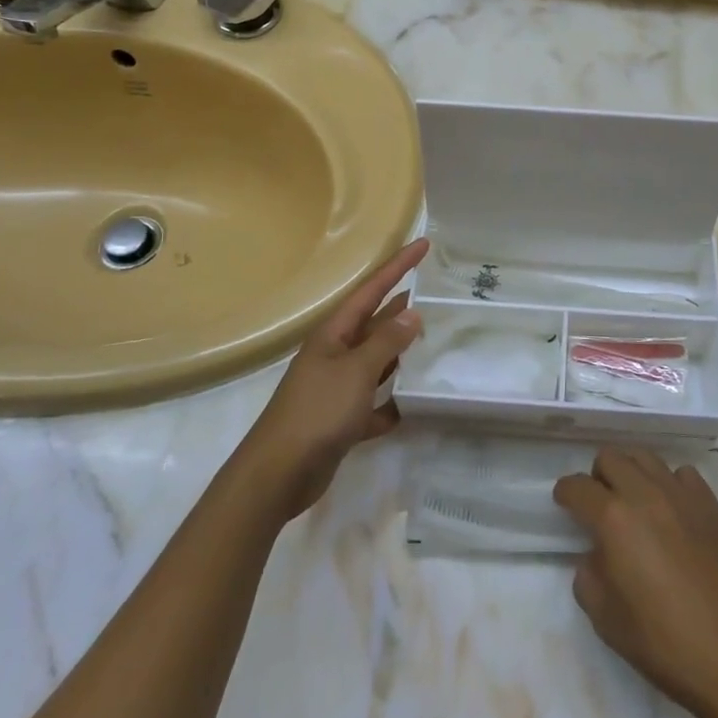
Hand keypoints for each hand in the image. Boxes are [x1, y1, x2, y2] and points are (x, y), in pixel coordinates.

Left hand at [238, 237, 428, 518]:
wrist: (279, 473)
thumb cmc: (318, 411)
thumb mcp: (356, 371)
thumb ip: (386, 342)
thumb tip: (412, 313)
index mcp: (335, 333)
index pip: (372, 289)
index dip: (398, 266)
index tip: (424, 245)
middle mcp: (336, 354)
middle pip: (375, 323)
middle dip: (403, 308)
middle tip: (438, 296)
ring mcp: (337, 387)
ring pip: (377, 362)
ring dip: (402, 353)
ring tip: (436, 342)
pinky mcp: (342, 419)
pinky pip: (375, 403)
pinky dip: (392, 402)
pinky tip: (415, 405)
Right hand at [554, 450, 717, 717]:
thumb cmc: (667, 644)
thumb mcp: (607, 621)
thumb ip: (589, 577)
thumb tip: (596, 556)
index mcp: (614, 519)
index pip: (577, 487)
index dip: (566, 493)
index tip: (565, 504)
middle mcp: (646, 493)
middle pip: (611, 457)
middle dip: (598, 477)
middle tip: (600, 506)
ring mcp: (683, 494)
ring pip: (646, 457)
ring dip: (632, 473)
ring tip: (635, 503)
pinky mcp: (713, 504)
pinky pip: (682, 474)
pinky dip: (669, 484)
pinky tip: (672, 513)